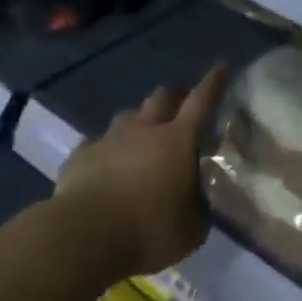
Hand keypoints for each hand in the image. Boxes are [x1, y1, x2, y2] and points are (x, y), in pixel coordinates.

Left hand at [54, 63, 228, 277]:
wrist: (85, 234)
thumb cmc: (149, 230)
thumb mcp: (192, 229)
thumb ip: (197, 208)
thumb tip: (195, 200)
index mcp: (177, 141)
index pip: (201, 102)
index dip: (212, 83)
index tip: (220, 66)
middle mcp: (143, 130)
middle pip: (161, 98)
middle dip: (175, 95)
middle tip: (182, 100)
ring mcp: (108, 139)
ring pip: (128, 116)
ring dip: (140, 119)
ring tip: (144, 132)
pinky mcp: (81, 155)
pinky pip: (99, 143)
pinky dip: (109, 149)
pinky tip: (108, 163)